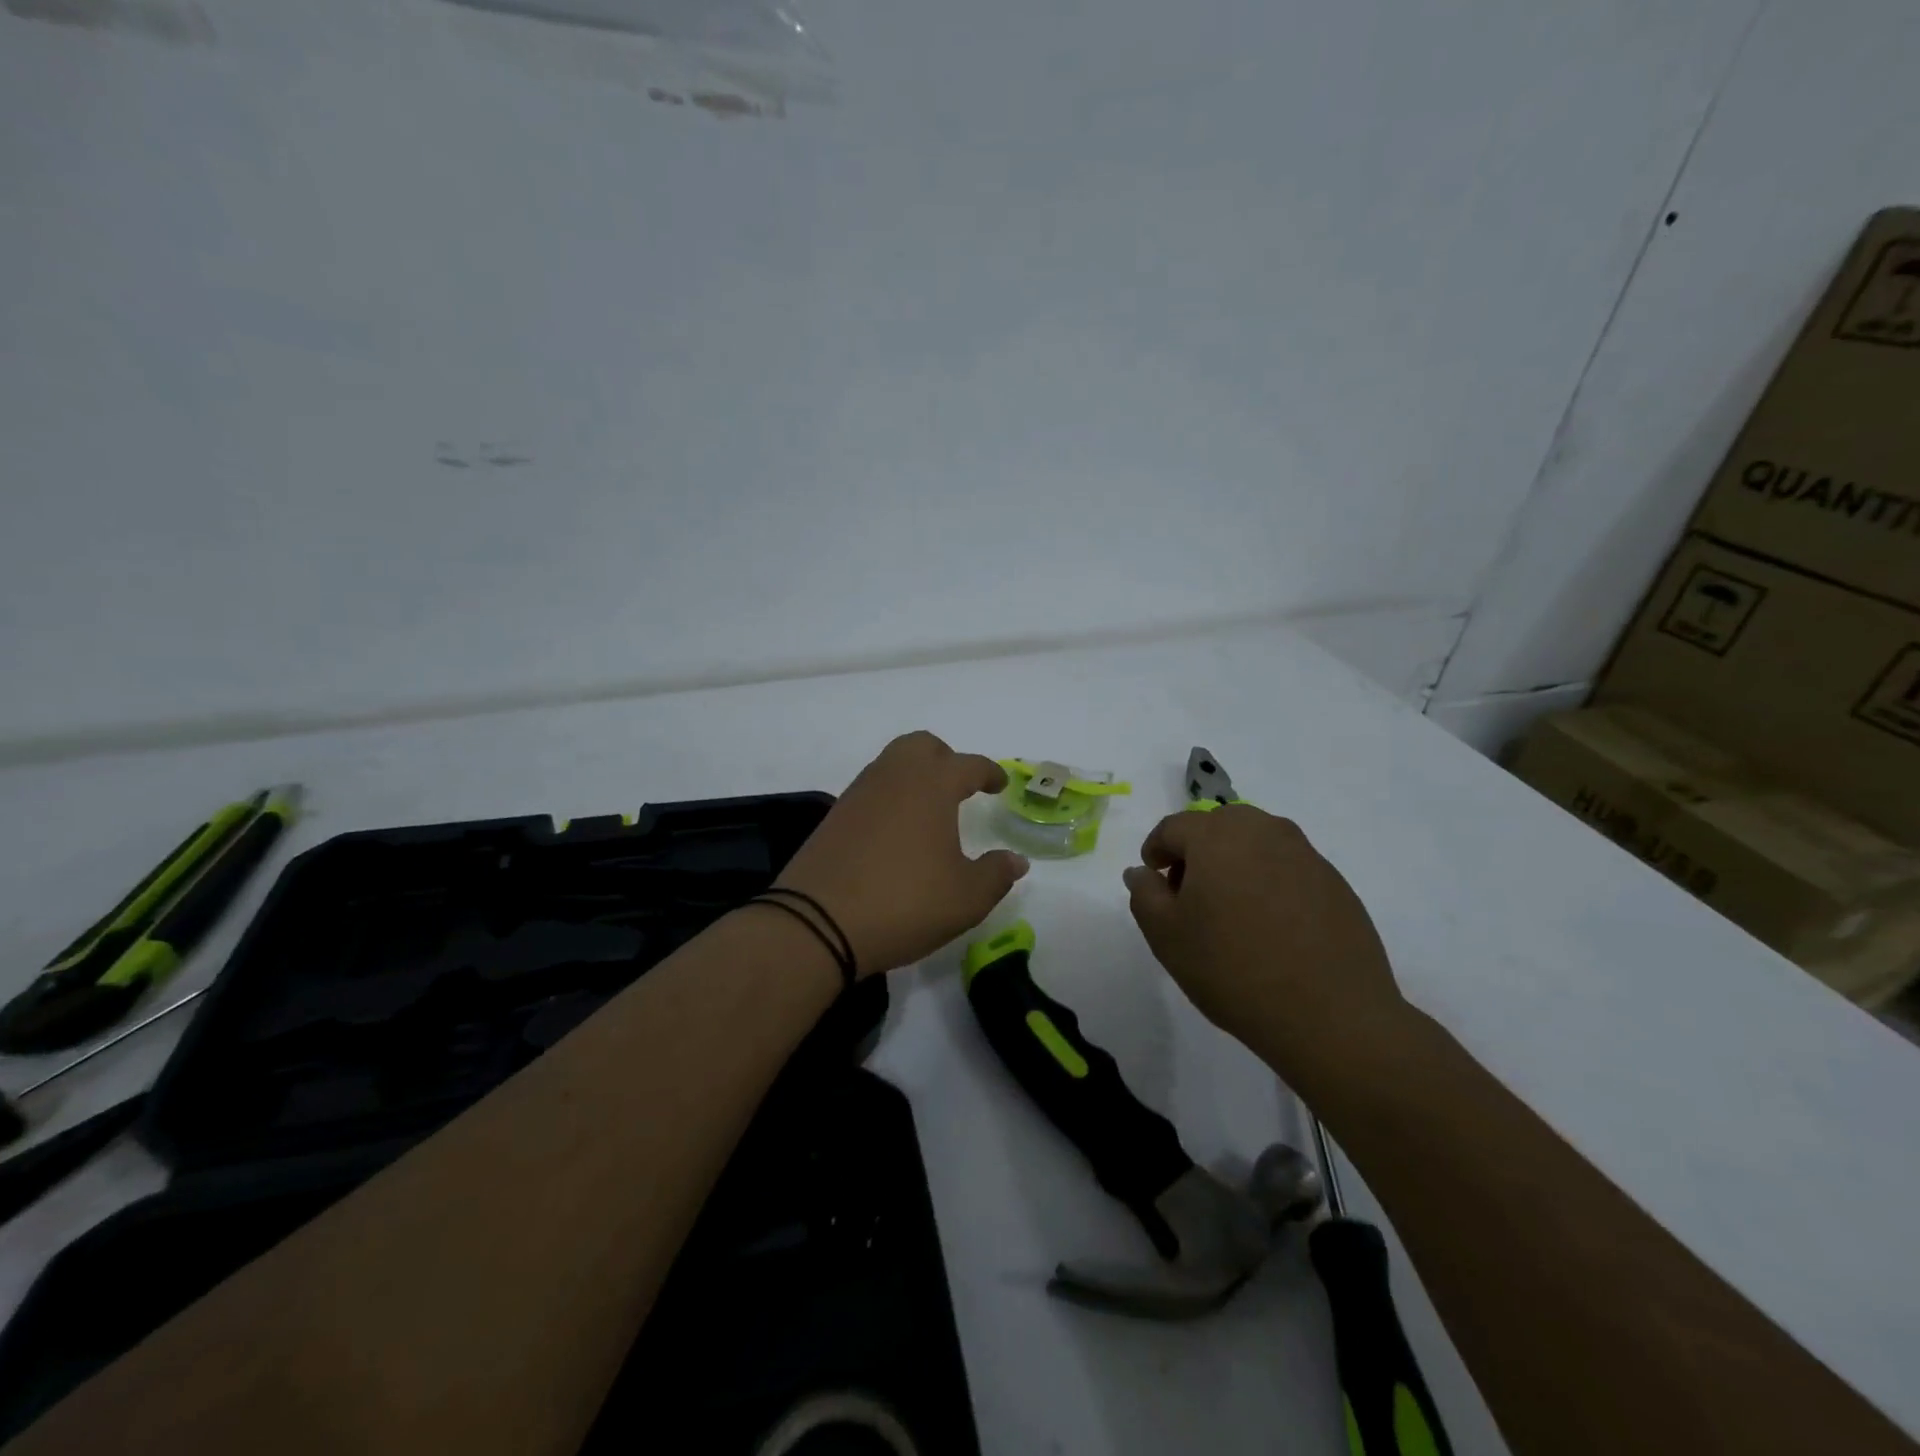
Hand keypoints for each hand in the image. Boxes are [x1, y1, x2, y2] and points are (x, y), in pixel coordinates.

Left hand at [776, 732, 1028, 976]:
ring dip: (915, 776)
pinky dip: (890, 797)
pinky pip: (871, 789)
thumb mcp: (966, 898)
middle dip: (946, 759)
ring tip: (929, 811)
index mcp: (932, 785)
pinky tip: (896, 832)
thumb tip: (1015, 860)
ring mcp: (859, 793)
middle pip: (922, 746)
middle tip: (960, 788)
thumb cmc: (904, 902)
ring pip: (892, 764)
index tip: (1000, 784)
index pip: (968, 765)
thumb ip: (996, 874)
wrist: (817, 923)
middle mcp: (894, 777)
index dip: (989, 772)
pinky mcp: (835, 816)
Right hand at [1122, 805, 1408, 1080]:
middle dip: (1196, 853)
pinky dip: (1269, 884)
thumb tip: (1141, 872)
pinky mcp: (1336, 883)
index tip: (1154, 881)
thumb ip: (1144, 894)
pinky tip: (1270, 928)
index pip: (1173, 827)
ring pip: (1256, 844)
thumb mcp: (1167, 936)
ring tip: (1230, 914)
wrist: (1332, 1017)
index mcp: (1218, 836)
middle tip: (1189, 897)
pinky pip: (1287, 869)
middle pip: (1217, 827)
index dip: (1156, 851)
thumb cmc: (1233, 969)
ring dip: (1234, 865)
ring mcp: (1306, 855)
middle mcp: (1265, 831)